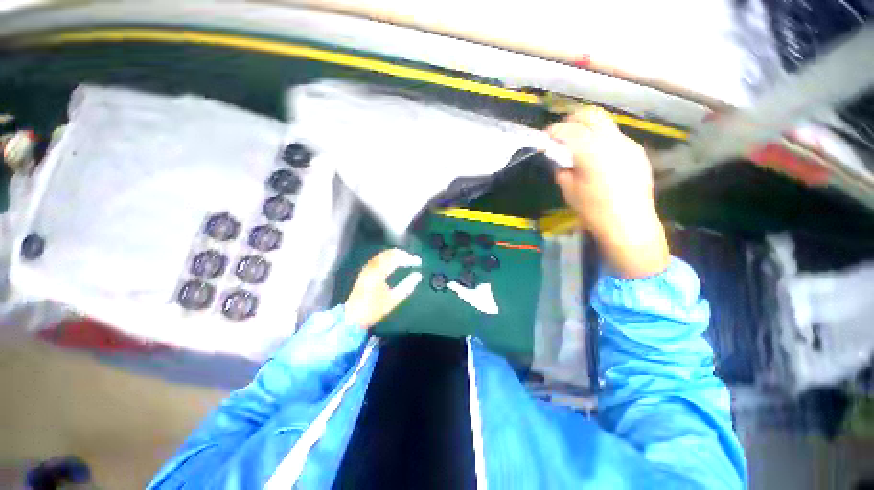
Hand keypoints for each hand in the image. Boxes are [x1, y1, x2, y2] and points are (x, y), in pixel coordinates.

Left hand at [344, 248, 422, 328]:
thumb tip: (418, 275)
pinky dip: (389, 257)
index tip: (419, 262)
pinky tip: (394, 262)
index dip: (409, 258)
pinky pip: (379, 258)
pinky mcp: (365, 271)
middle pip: (389, 253)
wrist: (352, 318)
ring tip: (406, 259)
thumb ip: (407, 286)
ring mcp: (367, 268)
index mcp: (378, 272)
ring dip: (396, 254)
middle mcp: (372, 267)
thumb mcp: (393, 299)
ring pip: (383, 254)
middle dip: (403, 254)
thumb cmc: (374, 309)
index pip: (396, 259)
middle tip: (413, 259)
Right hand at [547, 106, 669, 278]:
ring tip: (579, 146)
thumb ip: (562, 169)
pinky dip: (601, 141)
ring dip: (588, 130)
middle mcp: (611, 140)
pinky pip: (615, 138)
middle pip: (591, 115)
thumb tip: (559, 159)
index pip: (568, 130)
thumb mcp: (569, 190)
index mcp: (591, 151)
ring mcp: (627, 144)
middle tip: (562, 133)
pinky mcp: (637, 152)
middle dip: (573, 119)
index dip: (553, 131)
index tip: (545, 138)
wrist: (629, 222)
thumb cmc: (593, 209)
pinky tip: (597, 158)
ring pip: (605, 125)